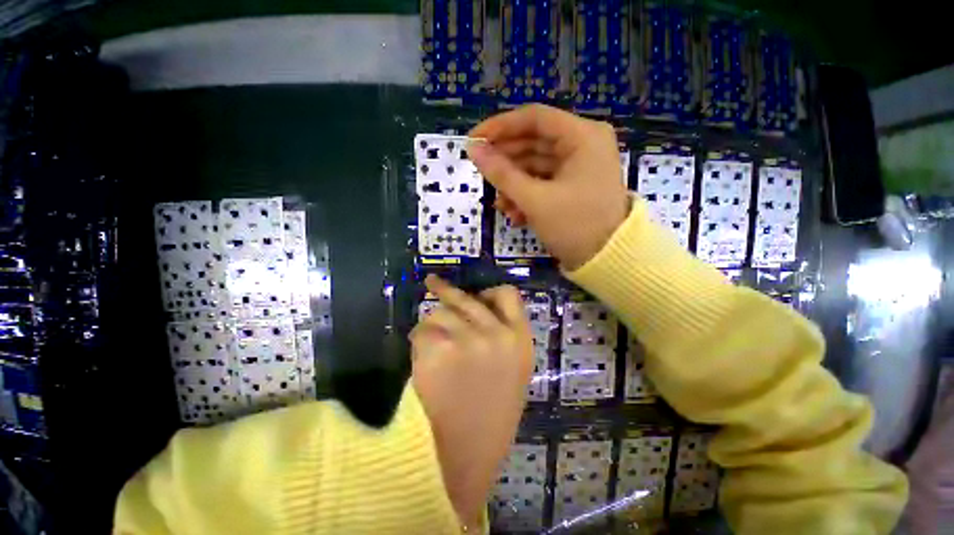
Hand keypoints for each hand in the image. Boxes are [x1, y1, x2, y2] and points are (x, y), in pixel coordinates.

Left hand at [410, 275, 532, 527]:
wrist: (466, 455)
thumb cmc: (492, 413)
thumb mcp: (512, 369)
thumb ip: (502, 335)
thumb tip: (477, 307)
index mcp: (519, 339)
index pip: (508, 294)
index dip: (489, 292)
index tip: (476, 295)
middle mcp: (496, 333)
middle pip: (467, 297)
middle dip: (446, 291)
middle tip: (432, 282)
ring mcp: (467, 339)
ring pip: (439, 312)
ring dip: (432, 326)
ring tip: (431, 348)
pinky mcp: (439, 349)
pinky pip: (422, 330)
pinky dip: (418, 341)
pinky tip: (422, 362)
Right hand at [469, 104, 630, 269]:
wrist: (607, 261)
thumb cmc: (574, 225)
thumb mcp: (534, 200)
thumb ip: (501, 174)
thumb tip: (473, 149)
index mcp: (582, 136)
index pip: (534, 118)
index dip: (500, 127)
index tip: (474, 140)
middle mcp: (583, 144)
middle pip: (533, 142)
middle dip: (506, 162)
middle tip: (481, 174)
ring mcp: (578, 166)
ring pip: (535, 166)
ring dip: (514, 185)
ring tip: (499, 205)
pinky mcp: (573, 186)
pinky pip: (544, 182)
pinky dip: (527, 195)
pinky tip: (514, 214)